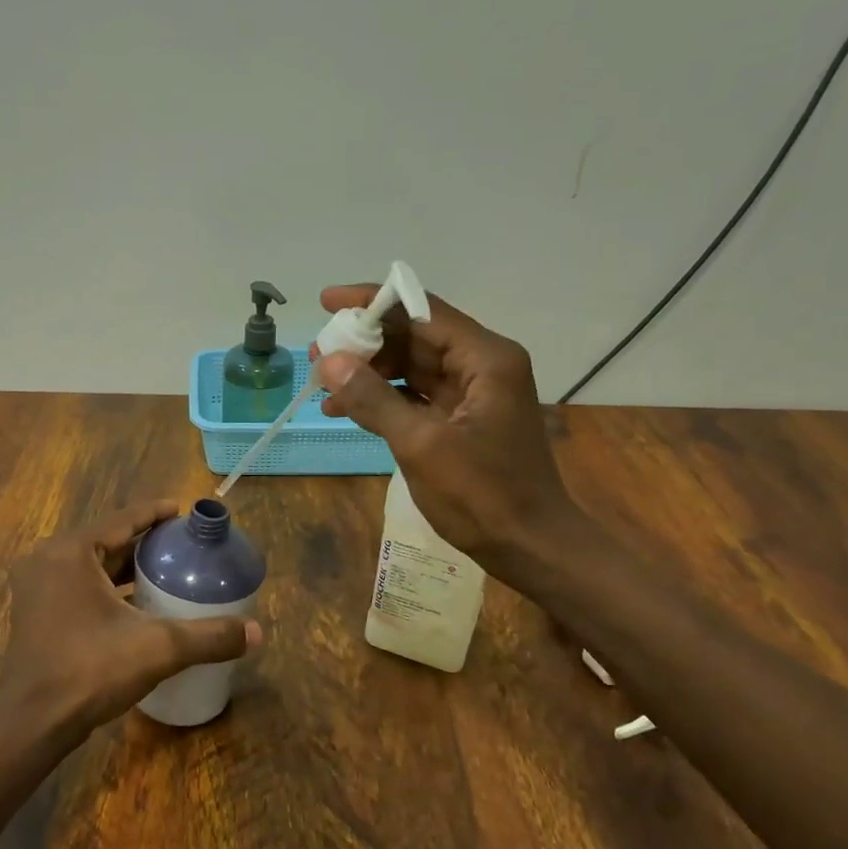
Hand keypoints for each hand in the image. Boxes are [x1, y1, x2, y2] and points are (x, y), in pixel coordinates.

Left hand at [0, 501, 261, 740]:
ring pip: (91, 565)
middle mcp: (49, 560)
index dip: (155, 513)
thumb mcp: (158, 648)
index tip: (183, 511)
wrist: (31, 723)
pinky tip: (137, 603)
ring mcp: (37, 587)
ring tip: (166, 570)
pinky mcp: (37, 612)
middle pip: (106, 540)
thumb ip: (208, 636)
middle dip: (144, 541)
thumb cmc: (90, 671)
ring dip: (126, 565)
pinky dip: (108, 587)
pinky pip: (79, 585)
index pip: (122, 519)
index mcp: (71, 552)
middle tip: (182, 545)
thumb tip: (257, 632)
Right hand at [311, 286, 592, 585]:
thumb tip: (329, 361)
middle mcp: (481, 365)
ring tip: (323, 385)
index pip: (421, 310)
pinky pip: (415, 395)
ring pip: (411, 367)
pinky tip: (345, 410)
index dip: (372, 302)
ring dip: (368, 373)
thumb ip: (374, 399)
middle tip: (317, 353)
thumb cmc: (483, 494)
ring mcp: (472, 393)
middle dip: (364, 343)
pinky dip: (382, 399)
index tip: (327, 302)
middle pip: (414, 336)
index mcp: (485, 358)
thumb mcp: (421, 444)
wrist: (530, 546)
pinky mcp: (461, 419)